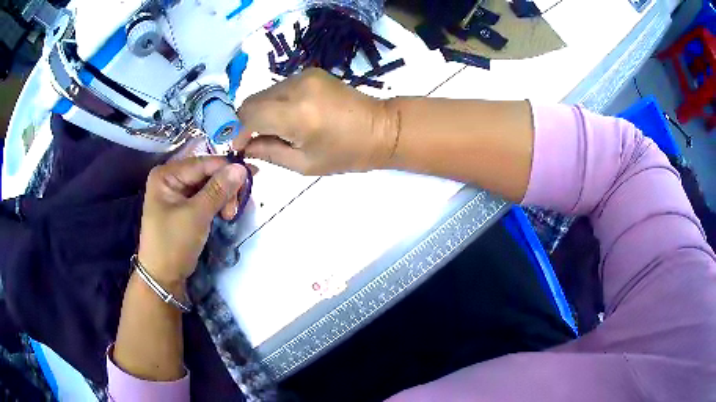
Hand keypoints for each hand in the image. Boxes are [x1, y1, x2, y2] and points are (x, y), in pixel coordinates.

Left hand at [137, 156, 247, 285]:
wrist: (163, 278)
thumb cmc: (173, 244)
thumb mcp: (196, 215)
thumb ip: (218, 190)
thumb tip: (241, 167)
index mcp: (166, 174)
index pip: (202, 163)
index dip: (226, 168)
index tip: (251, 177)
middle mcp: (170, 178)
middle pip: (206, 173)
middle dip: (225, 188)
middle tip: (236, 208)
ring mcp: (177, 193)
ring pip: (208, 186)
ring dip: (223, 198)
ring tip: (230, 216)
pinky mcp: (183, 207)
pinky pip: (205, 198)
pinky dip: (217, 205)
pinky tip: (225, 214)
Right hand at [233, 68, 398, 174]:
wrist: (382, 128)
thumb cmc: (346, 153)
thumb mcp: (304, 163)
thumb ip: (268, 152)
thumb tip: (244, 147)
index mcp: (296, 113)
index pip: (249, 115)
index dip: (238, 132)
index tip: (239, 147)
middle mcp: (296, 87)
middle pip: (252, 101)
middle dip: (246, 122)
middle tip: (254, 141)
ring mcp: (304, 75)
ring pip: (264, 93)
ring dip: (261, 112)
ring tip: (275, 131)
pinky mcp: (311, 72)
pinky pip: (280, 88)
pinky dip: (275, 102)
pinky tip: (288, 117)